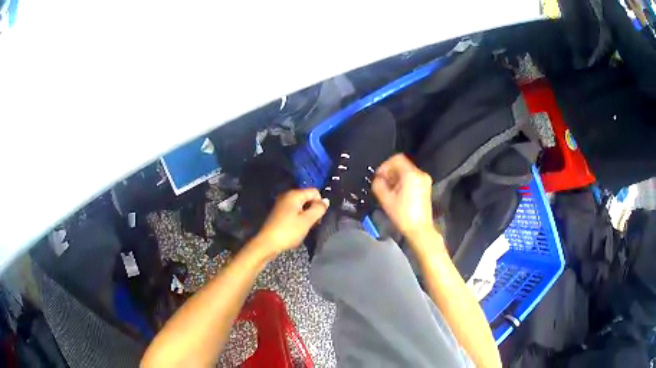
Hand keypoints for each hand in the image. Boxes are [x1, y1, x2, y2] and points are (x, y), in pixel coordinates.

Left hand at [254, 188, 328, 256]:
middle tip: (313, 223)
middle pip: (307, 198)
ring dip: (306, 215)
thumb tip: (326, 201)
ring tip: (305, 227)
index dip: (320, 203)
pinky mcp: (279, 213)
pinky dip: (298, 217)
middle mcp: (287, 195)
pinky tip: (297, 228)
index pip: (314, 192)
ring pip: (301, 205)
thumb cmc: (288, 231)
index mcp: (294, 194)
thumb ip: (318, 209)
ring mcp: (281, 204)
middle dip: (313, 209)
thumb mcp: (307, 221)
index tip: (319, 217)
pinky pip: (293, 211)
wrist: (267, 243)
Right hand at [372, 154, 433, 236]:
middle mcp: (420, 174)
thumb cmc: (403, 215)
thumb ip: (378, 185)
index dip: (384, 165)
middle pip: (402, 165)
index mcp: (411, 174)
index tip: (378, 176)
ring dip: (395, 178)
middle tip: (381, 184)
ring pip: (406, 172)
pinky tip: (396, 194)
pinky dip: (402, 182)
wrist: (420, 230)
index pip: (396, 159)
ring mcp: (424, 181)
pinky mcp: (425, 188)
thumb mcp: (386, 200)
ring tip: (388, 191)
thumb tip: (377, 180)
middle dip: (389, 173)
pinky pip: (411, 179)